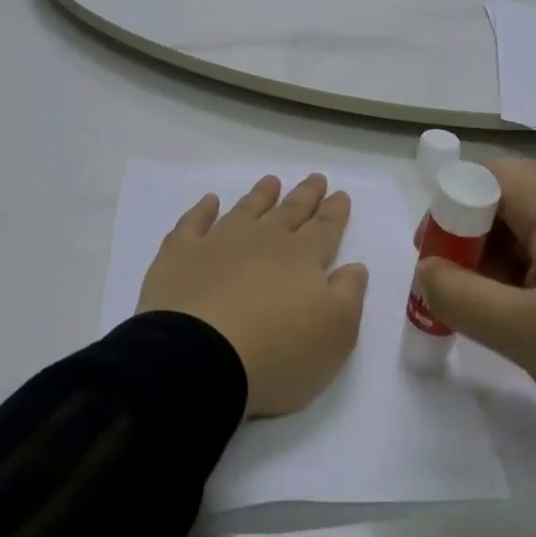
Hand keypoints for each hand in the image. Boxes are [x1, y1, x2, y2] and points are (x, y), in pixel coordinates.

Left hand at [137, 174, 368, 418]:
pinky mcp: (180, 256)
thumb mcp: (335, 334)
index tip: (341, 194)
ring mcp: (218, 243)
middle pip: (289, 212)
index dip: (335, 212)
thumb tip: (355, 266)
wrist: (199, 359)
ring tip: (271, 181)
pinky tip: (209, 201)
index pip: (325, 229)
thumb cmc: (277, 352)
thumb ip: (349, 295)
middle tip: (316, 178)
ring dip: (261, 195)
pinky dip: (202, 210)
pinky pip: (193, 223)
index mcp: (302, 259)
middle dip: (305, 195)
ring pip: (246, 210)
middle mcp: (263, 241)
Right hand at [415, 159, 535, 484]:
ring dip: (505, 264)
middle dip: (472, 245)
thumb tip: (425, 269)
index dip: (446, 217)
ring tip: (504, 321)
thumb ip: (457, 295)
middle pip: (507, 199)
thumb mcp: (524, 335)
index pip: (481, 178)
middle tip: (465, 302)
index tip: (437, 271)